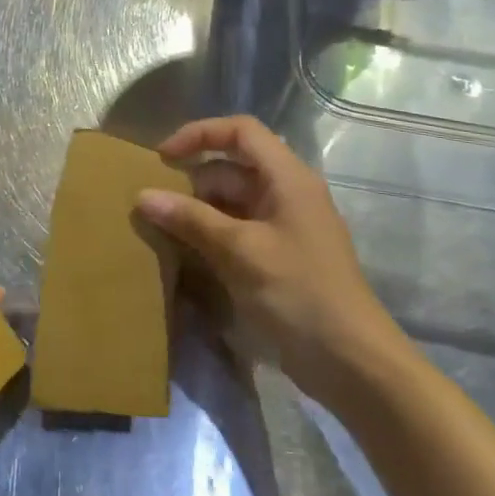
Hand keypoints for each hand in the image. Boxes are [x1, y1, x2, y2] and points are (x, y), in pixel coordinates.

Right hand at [135, 115, 409, 408]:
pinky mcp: (276, 257)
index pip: (241, 131)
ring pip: (230, 201)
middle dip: (192, 179)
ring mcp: (282, 227)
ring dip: (196, 210)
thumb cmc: (299, 292)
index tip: (163, 157)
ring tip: (160, 227)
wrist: (351, 363)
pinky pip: (235, 230)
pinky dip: (208, 234)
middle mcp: (286, 194)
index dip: (200, 134)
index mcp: (287, 178)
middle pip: (231, 168)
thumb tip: (143, 196)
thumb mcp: (240, 250)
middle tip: (153, 201)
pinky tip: (183, 251)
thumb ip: (191, 219)